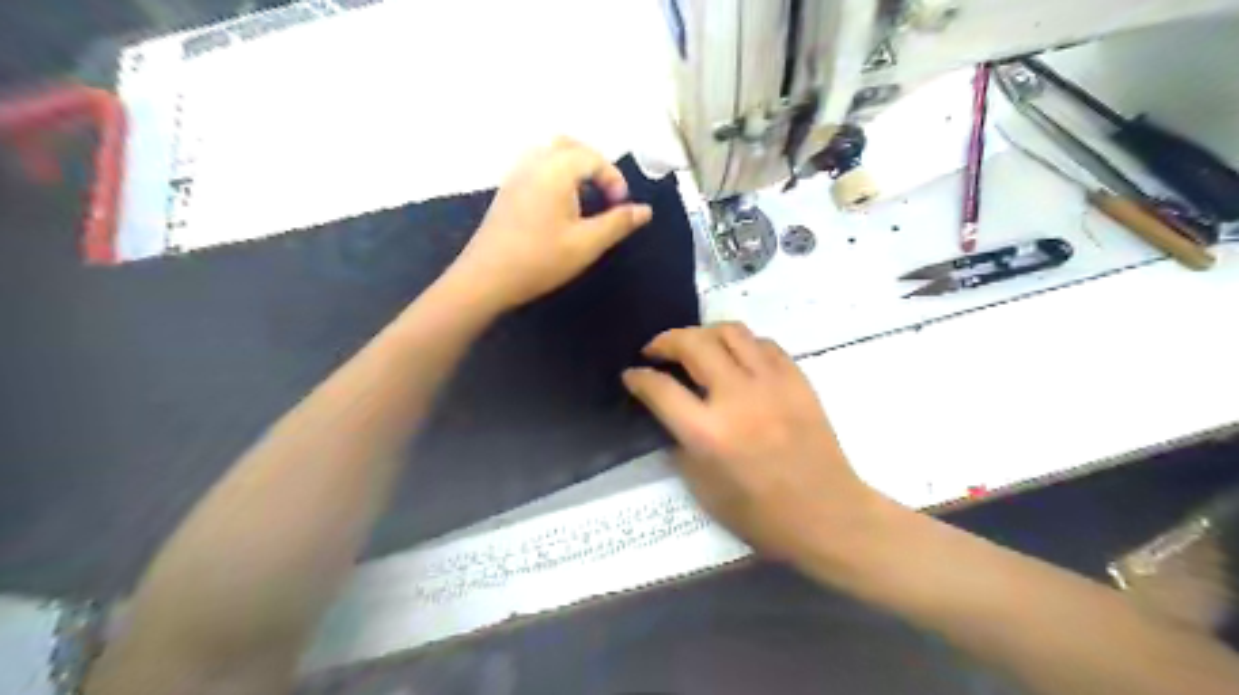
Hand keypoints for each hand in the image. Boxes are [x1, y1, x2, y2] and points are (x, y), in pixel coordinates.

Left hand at [449, 139, 657, 310]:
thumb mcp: (587, 244)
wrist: (486, 278)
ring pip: (548, 153)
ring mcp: (515, 175)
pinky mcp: (505, 191)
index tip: (621, 206)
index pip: (593, 157)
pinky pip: (534, 167)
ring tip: (584, 197)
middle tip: (606, 193)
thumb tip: (645, 210)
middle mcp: (533, 163)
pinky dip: (554, 174)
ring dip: (572, 167)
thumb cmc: (540, 260)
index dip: (613, 178)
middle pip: (568, 144)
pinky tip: (559, 206)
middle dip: (593, 164)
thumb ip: (618, 223)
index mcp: (555, 170)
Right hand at [619, 326, 879, 563]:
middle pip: (692, 344)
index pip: (661, 388)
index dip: (639, 377)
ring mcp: (771, 383)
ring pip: (730, 331)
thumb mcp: (702, 488)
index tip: (632, 374)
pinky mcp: (797, 379)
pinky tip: (735, 359)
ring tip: (695, 347)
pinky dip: (741, 345)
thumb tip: (670, 411)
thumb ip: (681, 442)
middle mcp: (737, 398)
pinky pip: (763, 343)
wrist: (827, 514)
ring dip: (703, 333)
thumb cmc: (760, 514)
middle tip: (656, 350)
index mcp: (708, 434)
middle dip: (665, 341)